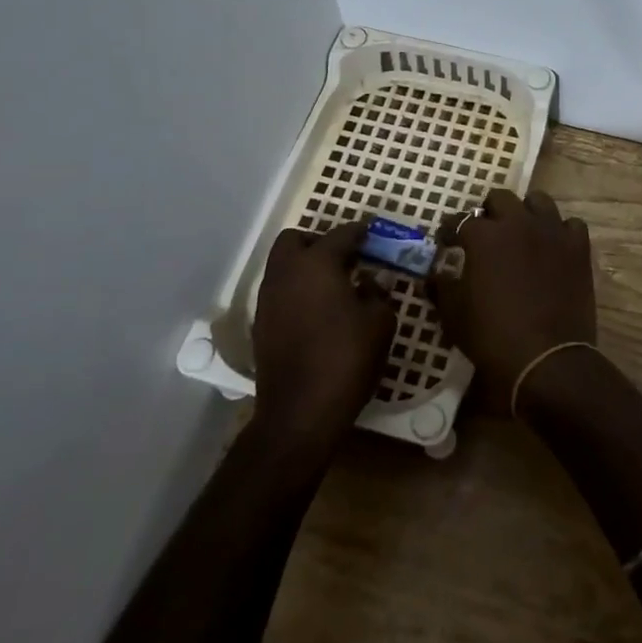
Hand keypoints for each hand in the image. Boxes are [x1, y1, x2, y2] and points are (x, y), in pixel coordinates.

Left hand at [249, 222, 394, 457]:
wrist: (300, 411)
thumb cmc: (347, 358)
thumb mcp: (380, 321)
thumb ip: (377, 292)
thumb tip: (369, 281)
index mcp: (316, 264)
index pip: (340, 234)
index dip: (359, 231)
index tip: (372, 232)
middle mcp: (285, 273)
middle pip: (295, 240)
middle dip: (319, 241)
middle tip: (345, 257)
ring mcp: (267, 299)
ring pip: (283, 266)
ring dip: (305, 266)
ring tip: (335, 285)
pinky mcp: (261, 325)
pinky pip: (279, 292)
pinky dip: (297, 290)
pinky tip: (319, 311)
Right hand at [431, 188, 596, 413]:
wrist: (547, 358)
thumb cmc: (493, 337)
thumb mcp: (454, 316)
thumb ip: (442, 288)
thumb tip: (434, 276)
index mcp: (485, 236)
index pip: (461, 220)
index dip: (450, 230)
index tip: (447, 241)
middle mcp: (519, 223)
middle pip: (501, 198)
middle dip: (489, 211)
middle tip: (485, 232)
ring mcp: (552, 232)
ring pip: (539, 201)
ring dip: (526, 212)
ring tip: (521, 231)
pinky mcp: (578, 248)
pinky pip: (570, 225)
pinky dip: (560, 231)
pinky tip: (553, 246)